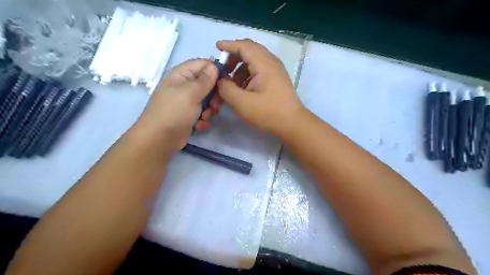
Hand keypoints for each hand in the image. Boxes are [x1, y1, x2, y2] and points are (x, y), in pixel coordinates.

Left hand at [135, 58, 216, 151]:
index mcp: (182, 74)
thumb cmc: (174, 112)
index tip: (225, 83)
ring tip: (205, 117)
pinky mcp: (190, 115)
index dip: (216, 71)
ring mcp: (187, 101)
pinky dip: (203, 119)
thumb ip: (205, 80)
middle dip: (214, 95)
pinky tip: (199, 125)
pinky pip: (203, 112)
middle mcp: (185, 86)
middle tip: (214, 105)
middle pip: (208, 83)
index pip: (204, 64)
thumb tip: (215, 66)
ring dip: (210, 109)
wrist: (159, 139)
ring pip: (208, 99)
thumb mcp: (191, 93)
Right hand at [216, 38, 304, 135]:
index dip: (229, 45)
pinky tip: (244, 89)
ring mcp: (276, 70)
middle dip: (234, 57)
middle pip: (250, 51)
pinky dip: (248, 75)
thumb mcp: (241, 102)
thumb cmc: (267, 112)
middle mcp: (271, 62)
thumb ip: (226, 88)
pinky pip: (260, 70)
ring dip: (241, 68)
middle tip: (223, 69)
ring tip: (232, 83)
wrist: (292, 124)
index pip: (244, 46)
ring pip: (255, 61)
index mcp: (263, 63)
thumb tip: (220, 80)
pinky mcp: (277, 79)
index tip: (216, 47)